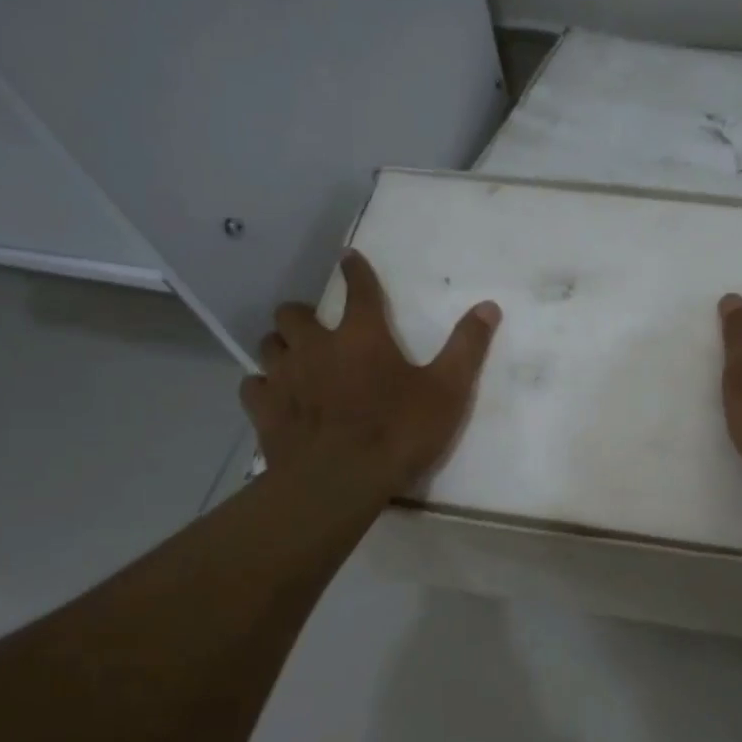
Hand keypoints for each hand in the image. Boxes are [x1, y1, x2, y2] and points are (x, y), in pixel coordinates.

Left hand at [240, 251, 500, 493]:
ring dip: (281, 346)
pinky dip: (263, 385)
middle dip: (303, 314)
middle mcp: (316, 346)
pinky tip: (273, 395)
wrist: (339, 482)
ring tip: (294, 358)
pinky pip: (252, 385)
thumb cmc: (398, 433)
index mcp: (361, 336)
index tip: (348, 258)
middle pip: (293, 313)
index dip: (355, 271)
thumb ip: (466, 347)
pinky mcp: (264, 409)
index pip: (358, 289)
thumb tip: (488, 306)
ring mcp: (284, 377)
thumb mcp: (447, 391)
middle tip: (316, 328)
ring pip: (268, 345)